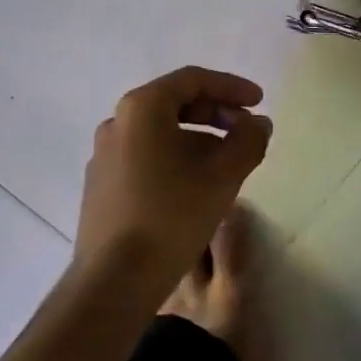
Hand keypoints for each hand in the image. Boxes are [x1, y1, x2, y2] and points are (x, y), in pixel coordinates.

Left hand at [76, 66, 273, 277]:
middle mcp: (116, 123)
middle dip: (215, 113)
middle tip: (246, 130)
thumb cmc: (171, 217)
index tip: (259, 102)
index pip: (192, 80)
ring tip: (227, 163)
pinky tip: (195, 186)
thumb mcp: (222, 177)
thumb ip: (247, 141)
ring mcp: (104, 155)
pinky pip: (144, 156)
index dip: (231, 86)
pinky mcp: (101, 184)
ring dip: (198, 138)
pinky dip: (175, 158)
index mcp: (141, 109)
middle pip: (173, 103)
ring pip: (159, 132)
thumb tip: (259, 123)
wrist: (113, 280)